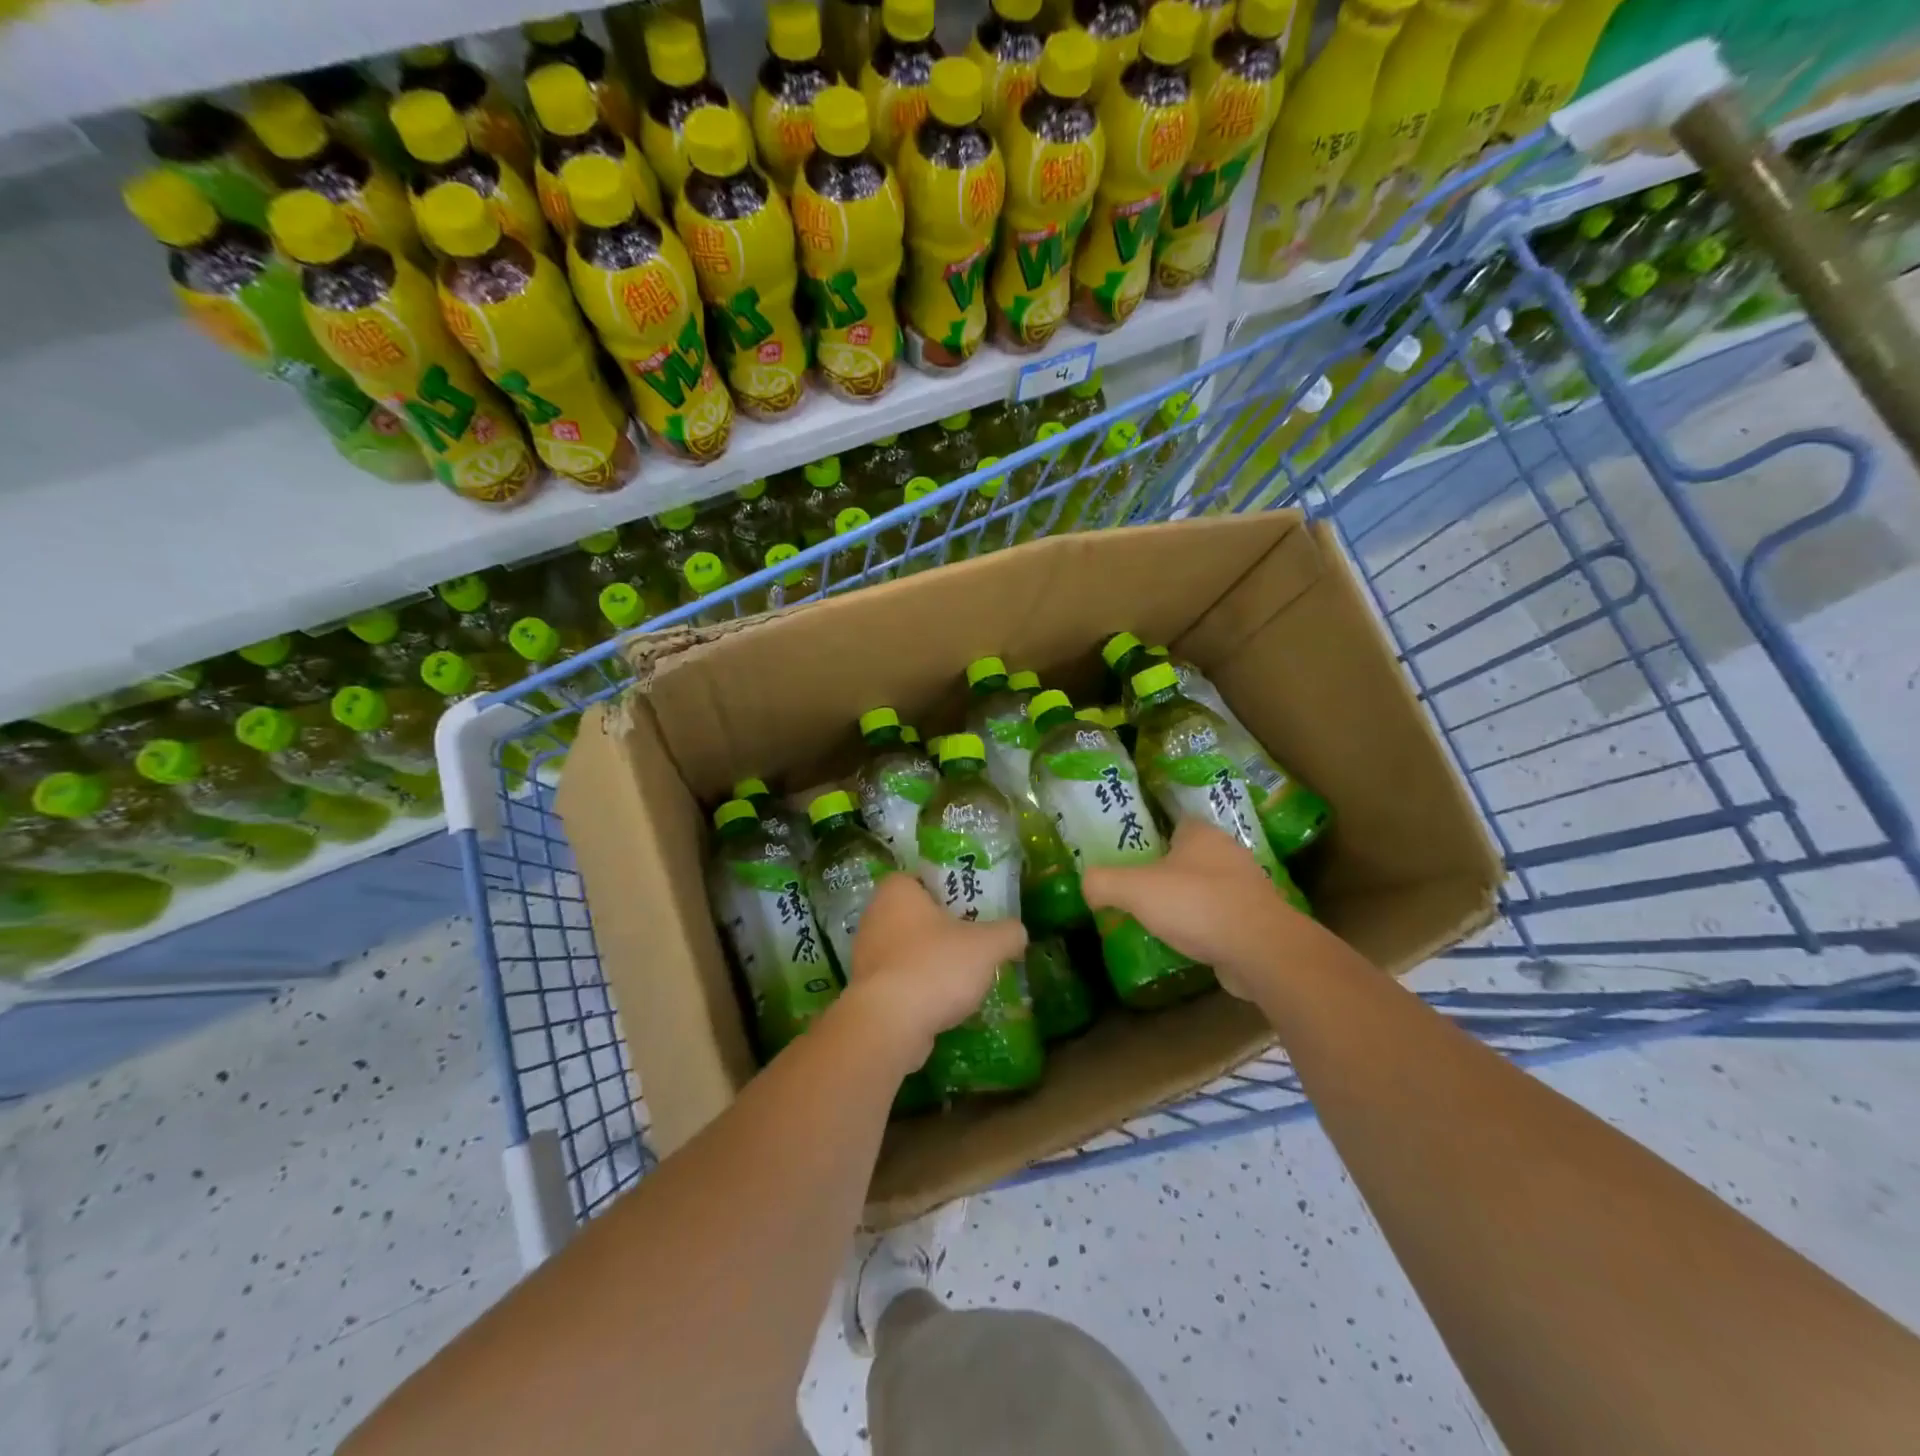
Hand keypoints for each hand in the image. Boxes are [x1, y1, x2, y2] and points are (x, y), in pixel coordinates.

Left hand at [841, 873, 1027, 1065]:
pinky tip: (941, 1004)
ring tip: (962, 977)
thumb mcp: (987, 945)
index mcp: (897, 890)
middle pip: (915, 915)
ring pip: (906, 950)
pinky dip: (918, 988)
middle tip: (973, 942)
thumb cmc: (935, 966)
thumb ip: (1008, 933)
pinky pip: (899, 980)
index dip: (947, 890)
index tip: (970, 907)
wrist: (889, 1024)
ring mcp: (865, 954)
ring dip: (930, 961)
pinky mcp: (866, 990)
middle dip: (941, 929)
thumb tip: (1017, 933)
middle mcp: (874, 915)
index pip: (921, 878)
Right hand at [1080, 820, 1312, 1001]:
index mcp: (1201, 833)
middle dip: (1171, 870)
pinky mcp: (1260, 920)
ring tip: (1164, 919)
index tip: (1136, 854)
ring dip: (1192, 899)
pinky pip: (1226, 916)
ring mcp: (1249, 886)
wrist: (1260, 949)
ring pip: (1211, 886)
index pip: (1176, 822)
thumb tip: (1088, 885)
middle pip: (1193, 855)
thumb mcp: (1134, 889)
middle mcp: (1229, 852)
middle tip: (1142, 889)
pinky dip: (1209, 926)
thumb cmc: (1195, 904)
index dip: (1155, 835)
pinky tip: (1192, 942)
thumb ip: (1103, 882)